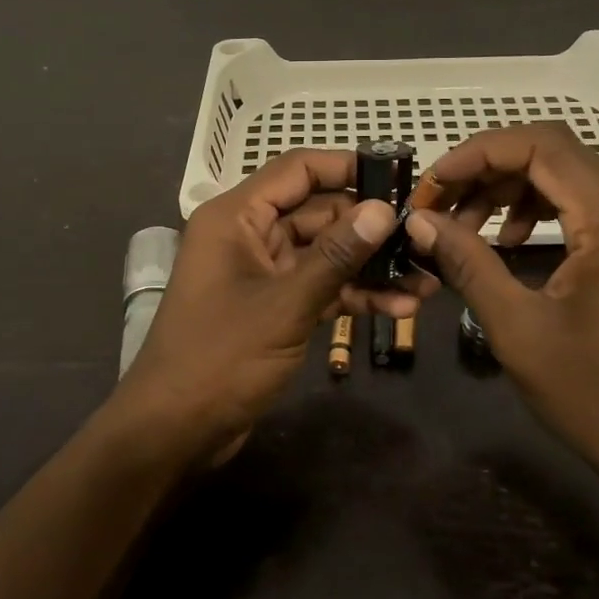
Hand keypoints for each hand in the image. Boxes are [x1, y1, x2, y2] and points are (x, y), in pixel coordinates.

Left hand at [104, 150, 410, 470]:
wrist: (175, 430)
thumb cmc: (220, 357)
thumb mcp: (285, 304)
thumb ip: (336, 256)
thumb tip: (382, 210)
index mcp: (236, 218)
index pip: (297, 170)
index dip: (347, 168)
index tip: (397, 177)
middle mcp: (248, 236)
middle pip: (317, 212)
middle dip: (369, 227)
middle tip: (422, 236)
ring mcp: (262, 273)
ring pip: (324, 254)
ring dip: (369, 267)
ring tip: (424, 278)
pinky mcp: (273, 307)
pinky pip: (319, 287)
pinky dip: (353, 295)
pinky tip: (399, 308)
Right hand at [404, 123, 598, 507]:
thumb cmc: (596, 396)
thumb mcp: (518, 329)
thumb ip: (466, 262)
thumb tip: (418, 221)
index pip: (542, 146)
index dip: (477, 154)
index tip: (432, 184)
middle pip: (554, 152)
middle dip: (487, 172)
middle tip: (438, 207)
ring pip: (568, 172)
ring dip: (510, 189)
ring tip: (465, 226)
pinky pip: (587, 199)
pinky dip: (540, 206)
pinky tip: (510, 239)